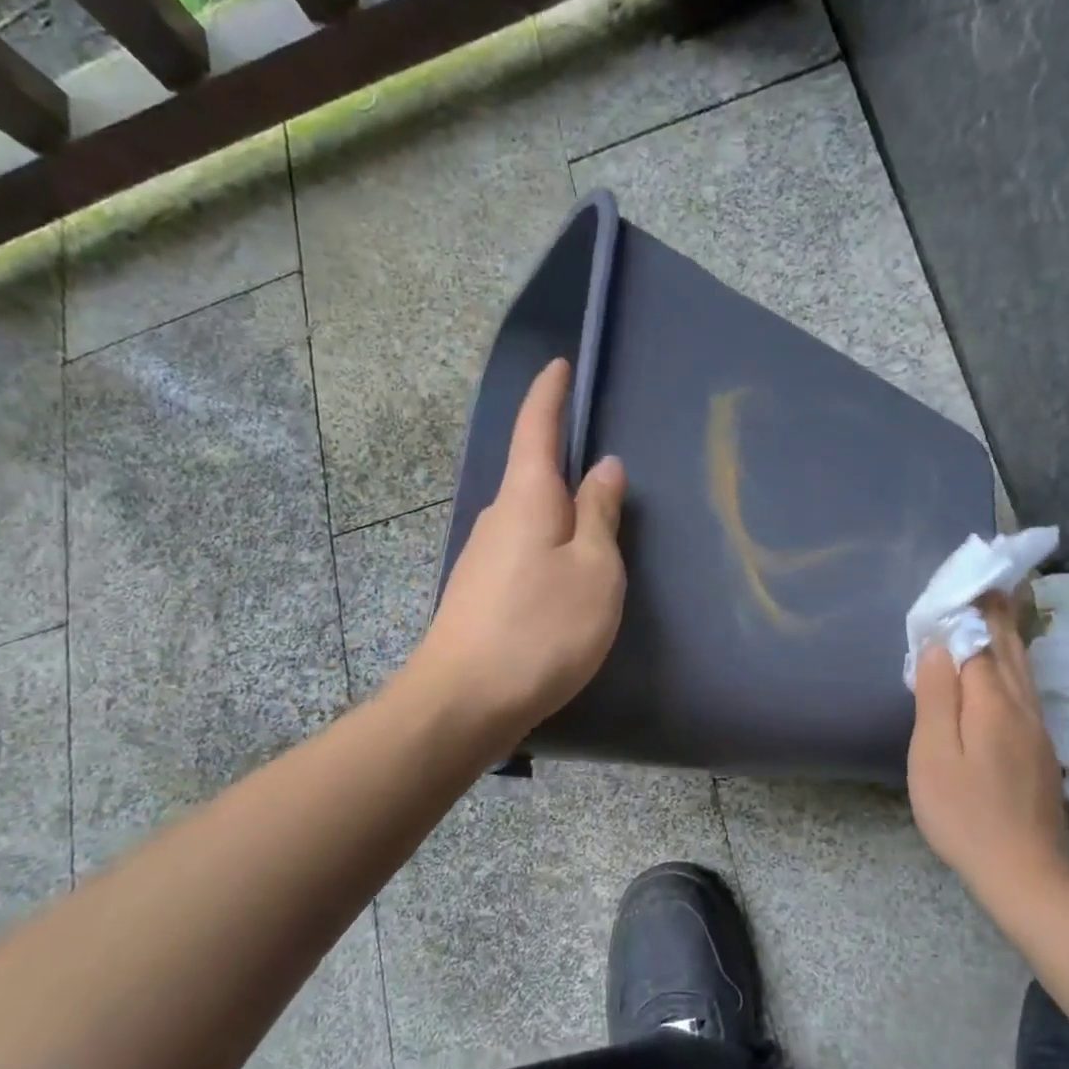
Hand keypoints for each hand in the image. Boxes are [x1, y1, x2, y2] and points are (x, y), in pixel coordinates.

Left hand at [404, 358, 627, 743]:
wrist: (464, 702)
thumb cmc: (541, 628)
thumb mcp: (593, 570)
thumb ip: (600, 515)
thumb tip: (603, 468)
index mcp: (526, 497)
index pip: (536, 427)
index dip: (550, 394)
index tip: (559, 366)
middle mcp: (498, 517)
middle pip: (533, 474)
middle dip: (564, 462)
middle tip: (605, 468)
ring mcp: (484, 557)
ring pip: (530, 518)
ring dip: (560, 513)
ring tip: (598, 529)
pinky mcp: (481, 592)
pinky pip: (524, 551)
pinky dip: (550, 548)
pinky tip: (567, 576)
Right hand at [908, 594, 1068, 910]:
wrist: (1022, 871)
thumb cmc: (963, 812)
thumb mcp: (934, 754)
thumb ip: (937, 696)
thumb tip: (941, 646)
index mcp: (993, 702)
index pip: (980, 642)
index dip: (969, 612)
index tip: (963, 581)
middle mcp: (1021, 707)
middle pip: (1009, 649)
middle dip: (998, 614)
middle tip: (991, 580)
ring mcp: (1036, 729)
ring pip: (1023, 669)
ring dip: (1010, 635)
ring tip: (1001, 609)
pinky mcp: (1040, 749)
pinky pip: (1025, 689)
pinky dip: (1013, 664)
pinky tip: (1007, 667)